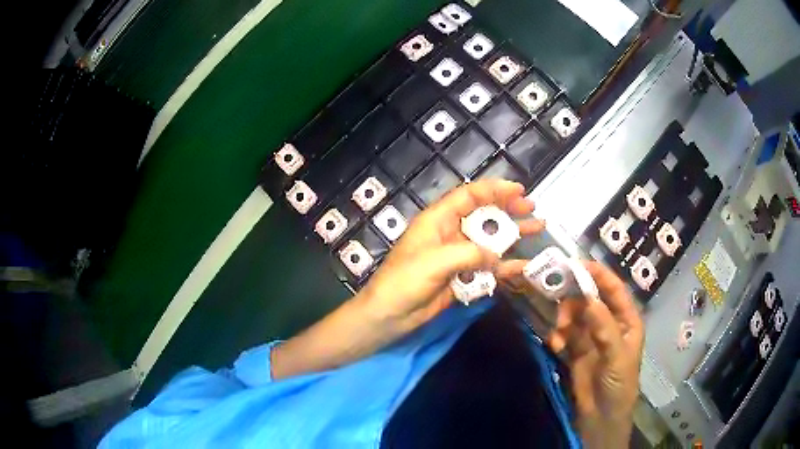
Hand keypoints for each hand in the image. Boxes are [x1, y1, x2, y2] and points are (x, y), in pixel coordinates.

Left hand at [357, 179, 543, 336]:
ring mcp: (458, 256)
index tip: (519, 190)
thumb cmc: (405, 281)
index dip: (494, 189)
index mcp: (439, 220)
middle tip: (532, 208)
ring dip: (513, 236)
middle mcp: (450, 233)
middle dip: (508, 209)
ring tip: (538, 230)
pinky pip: (488, 267)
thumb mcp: (436, 261)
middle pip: (484, 215)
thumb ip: (471, 254)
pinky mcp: (462, 276)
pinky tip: (525, 266)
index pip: (469, 196)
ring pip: (490, 241)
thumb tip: (498, 257)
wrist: (390, 315)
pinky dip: (506, 266)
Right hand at [549, 262, 643, 447]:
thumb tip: (589, 299)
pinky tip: (556, 347)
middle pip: (590, 299)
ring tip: (559, 336)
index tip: (576, 265)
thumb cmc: (619, 385)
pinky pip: (564, 334)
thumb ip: (605, 328)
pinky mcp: (576, 351)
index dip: (598, 275)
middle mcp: (609, 323)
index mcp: (626, 320)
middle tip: (562, 312)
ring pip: (575, 315)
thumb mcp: (617, 356)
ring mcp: (592, 337)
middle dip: (574, 301)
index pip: (614, 289)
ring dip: (564, 320)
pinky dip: (558, 337)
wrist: (601, 417)